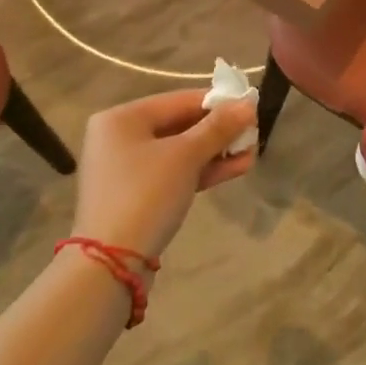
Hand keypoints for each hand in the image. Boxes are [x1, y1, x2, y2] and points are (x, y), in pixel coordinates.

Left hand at [71, 89, 256, 261]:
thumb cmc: (146, 194)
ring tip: (251, 153)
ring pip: (179, 152)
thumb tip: (248, 104)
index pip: (179, 100)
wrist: (112, 264)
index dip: (217, 103)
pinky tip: (236, 168)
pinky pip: (173, 173)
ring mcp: (126, 169)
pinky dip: (201, 171)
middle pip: (179, 125)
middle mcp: (119, 138)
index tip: (250, 107)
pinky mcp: (136, 196)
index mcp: (122, 118)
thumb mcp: (186, 156)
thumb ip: (219, 128)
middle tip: (253, 134)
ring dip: (216, 152)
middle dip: (219, 132)